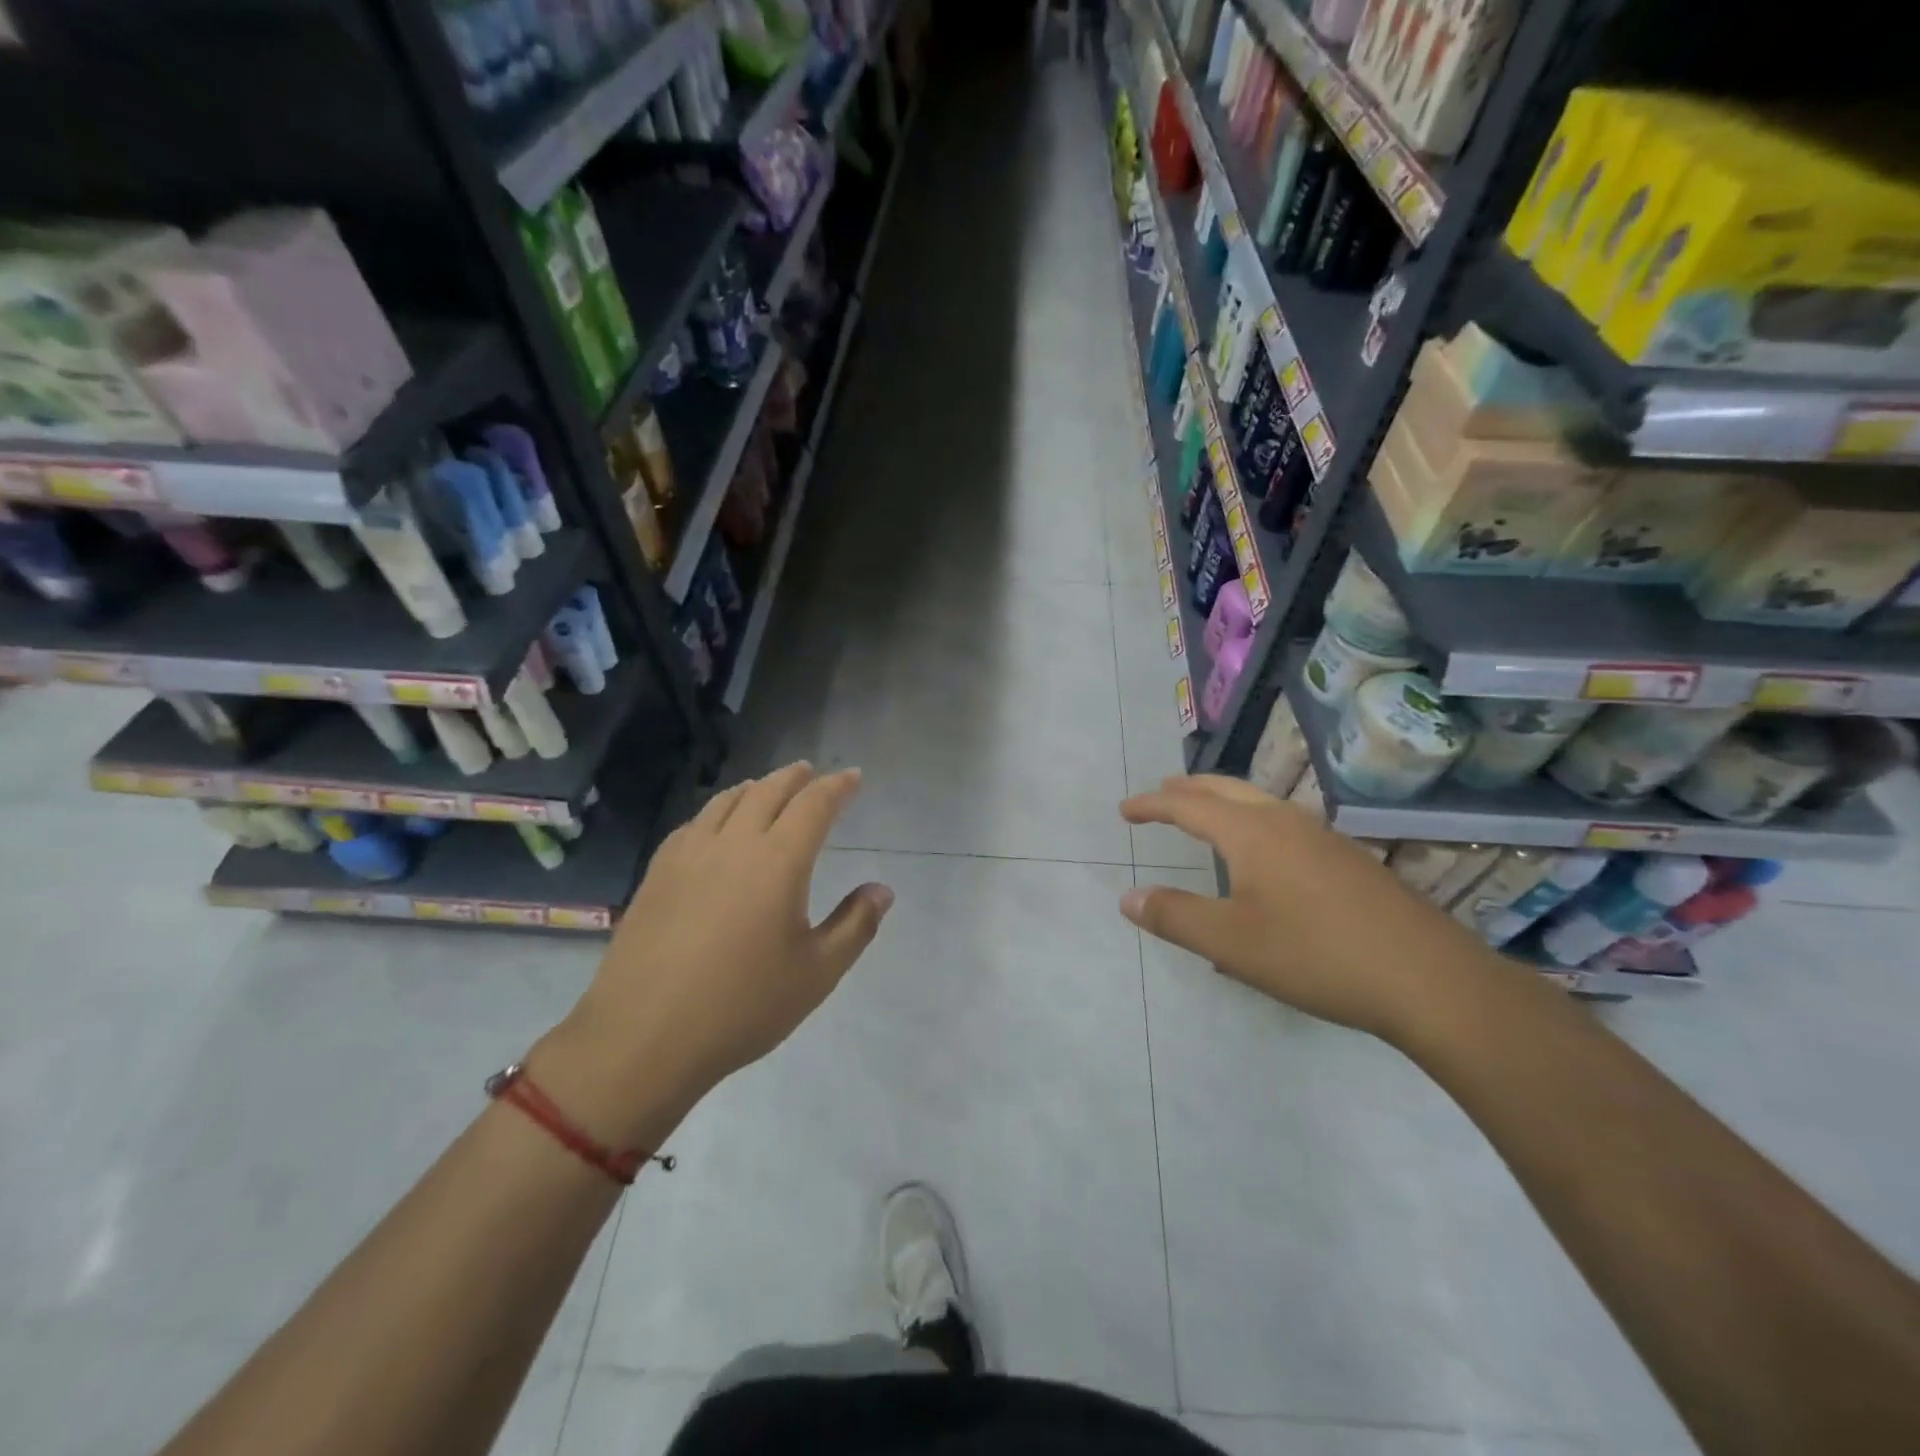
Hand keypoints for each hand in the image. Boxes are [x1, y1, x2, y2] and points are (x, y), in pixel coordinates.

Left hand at [537, 764, 891, 1145]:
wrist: (644, 1037)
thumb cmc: (743, 1007)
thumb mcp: (817, 973)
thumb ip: (855, 925)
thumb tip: (882, 890)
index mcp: (778, 861)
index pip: (814, 805)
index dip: (837, 786)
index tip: (853, 776)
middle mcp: (734, 844)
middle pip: (768, 792)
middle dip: (795, 777)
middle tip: (812, 773)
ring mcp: (689, 855)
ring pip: (727, 801)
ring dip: (755, 787)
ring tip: (768, 788)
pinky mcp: (657, 873)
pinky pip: (694, 823)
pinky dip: (718, 810)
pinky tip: (716, 825)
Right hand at [1120, 775, 1493, 1040]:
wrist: (1429, 979)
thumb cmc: (1316, 955)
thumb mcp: (1231, 942)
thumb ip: (1175, 916)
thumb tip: (1128, 897)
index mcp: (1252, 833)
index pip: (1188, 806)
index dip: (1152, 805)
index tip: (1125, 810)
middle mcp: (1286, 822)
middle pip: (1227, 790)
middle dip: (1188, 790)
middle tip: (1161, 794)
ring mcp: (1324, 839)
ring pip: (1261, 805)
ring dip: (1224, 804)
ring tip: (1205, 817)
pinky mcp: (1349, 861)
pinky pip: (1285, 826)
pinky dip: (1254, 824)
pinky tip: (1263, 860)